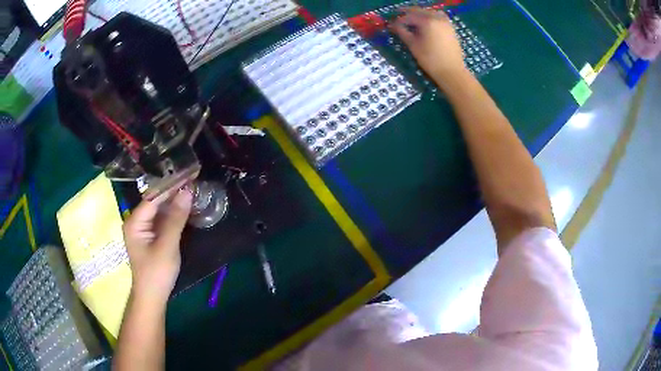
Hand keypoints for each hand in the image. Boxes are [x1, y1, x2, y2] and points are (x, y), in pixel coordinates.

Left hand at [123, 187, 192, 304]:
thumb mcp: (167, 246)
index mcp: (135, 221)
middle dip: (174, 192)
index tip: (188, 175)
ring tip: (193, 189)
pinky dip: (174, 214)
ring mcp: (144, 229)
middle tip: (193, 180)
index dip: (171, 186)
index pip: (153, 197)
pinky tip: (185, 207)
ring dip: (175, 202)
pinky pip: (163, 219)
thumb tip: (187, 192)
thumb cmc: (157, 273)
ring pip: (160, 210)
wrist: (153, 297)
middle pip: (156, 201)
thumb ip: (176, 219)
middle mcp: (137, 221)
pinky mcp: (151, 236)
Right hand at [390, 8, 467, 83]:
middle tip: (400, 20)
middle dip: (409, 14)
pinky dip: (430, 18)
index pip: (409, 16)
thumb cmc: (431, 60)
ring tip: (413, 21)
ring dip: (420, 14)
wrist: (452, 72)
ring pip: (430, 13)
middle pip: (420, 11)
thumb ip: (402, 32)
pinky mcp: (451, 28)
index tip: (392, 25)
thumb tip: (393, 25)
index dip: (399, 20)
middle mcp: (437, 18)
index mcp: (427, 21)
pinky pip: (438, 17)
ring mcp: (446, 22)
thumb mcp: (413, 45)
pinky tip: (426, 25)